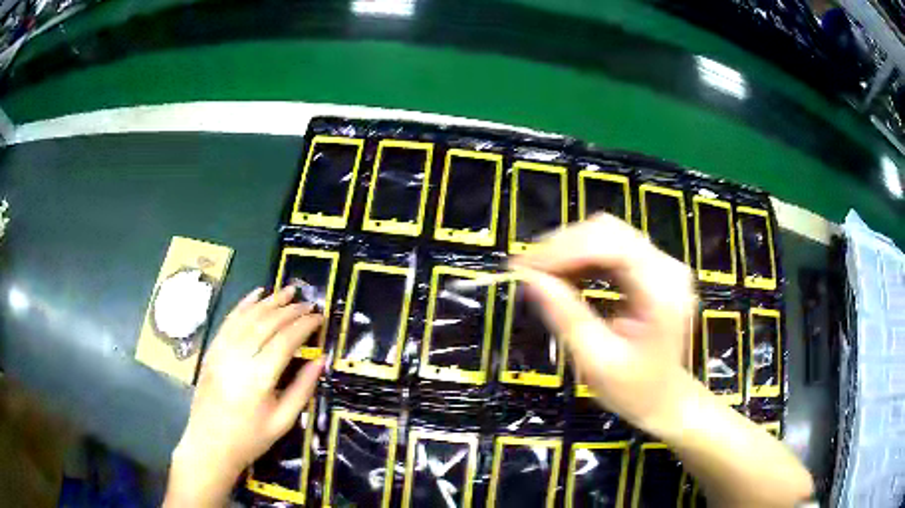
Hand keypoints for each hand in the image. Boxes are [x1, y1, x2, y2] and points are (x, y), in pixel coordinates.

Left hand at [164, 286, 324, 506]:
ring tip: (287, 290)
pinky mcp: (212, 350)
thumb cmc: (251, 438)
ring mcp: (221, 351)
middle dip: (290, 309)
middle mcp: (238, 358)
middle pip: (266, 323)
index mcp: (259, 379)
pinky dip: (244, 304)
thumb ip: (303, 389)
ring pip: (247, 317)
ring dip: (269, 301)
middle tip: (308, 303)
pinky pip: (229, 321)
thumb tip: (320, 360)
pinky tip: (257, 294)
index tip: (320, 317)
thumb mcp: (284, 421)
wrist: (210, 444)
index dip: (304, 325)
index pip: (285, 340)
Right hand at [513, 214, 813, 506]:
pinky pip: (618, 253)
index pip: (606, 240)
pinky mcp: (660, 276)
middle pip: (610, 229)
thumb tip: (531, 281)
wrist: (682, 404)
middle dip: (563, 245)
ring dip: (574, 253)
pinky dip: (588, 261)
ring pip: (613, 237)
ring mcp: (666, 268)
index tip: (524, 267)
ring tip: (544, 278)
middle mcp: (668, 265)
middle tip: (528, 272)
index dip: (561, 248)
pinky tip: (572, 282)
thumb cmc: (648, 395)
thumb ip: (568, 318)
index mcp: (661, 283)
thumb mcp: (602, 363)